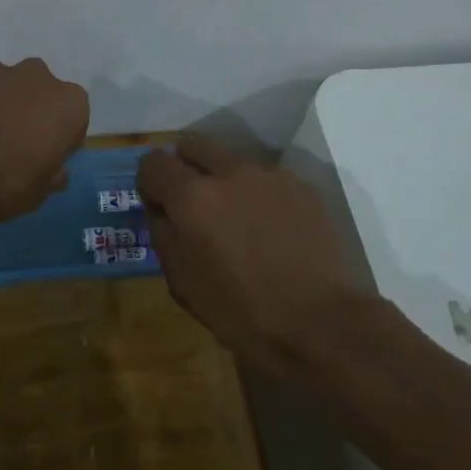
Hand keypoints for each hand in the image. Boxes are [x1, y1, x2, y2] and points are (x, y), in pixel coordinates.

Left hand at [0, 59, 89, 222]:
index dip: (61, 145)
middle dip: (32, 118)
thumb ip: (50, 180)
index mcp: (67, 103)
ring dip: (0, 110)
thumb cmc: (1, 178)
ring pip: (6, 91)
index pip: (75, 122)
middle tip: (14, 152)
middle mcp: (36, 76)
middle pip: (41, 97)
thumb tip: (54, 173)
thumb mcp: (35, 195)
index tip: (45, 164)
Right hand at [137, 135, 368, 374]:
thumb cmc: (242, 313)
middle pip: (193, 145)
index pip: (152, 163)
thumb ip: (164, 236)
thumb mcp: (183, 284)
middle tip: (194, 204)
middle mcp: (228, 172)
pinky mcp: (302, 186)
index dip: (149, 184)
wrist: (321, 324)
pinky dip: (259, 195)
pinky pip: (267, 179)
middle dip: (185, 167)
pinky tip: (272, 231)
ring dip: (225, 181)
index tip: (159, 208)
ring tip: (239, 220)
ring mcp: (269, 175)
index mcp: (192, 197)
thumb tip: (162, 212)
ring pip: (233, 161)